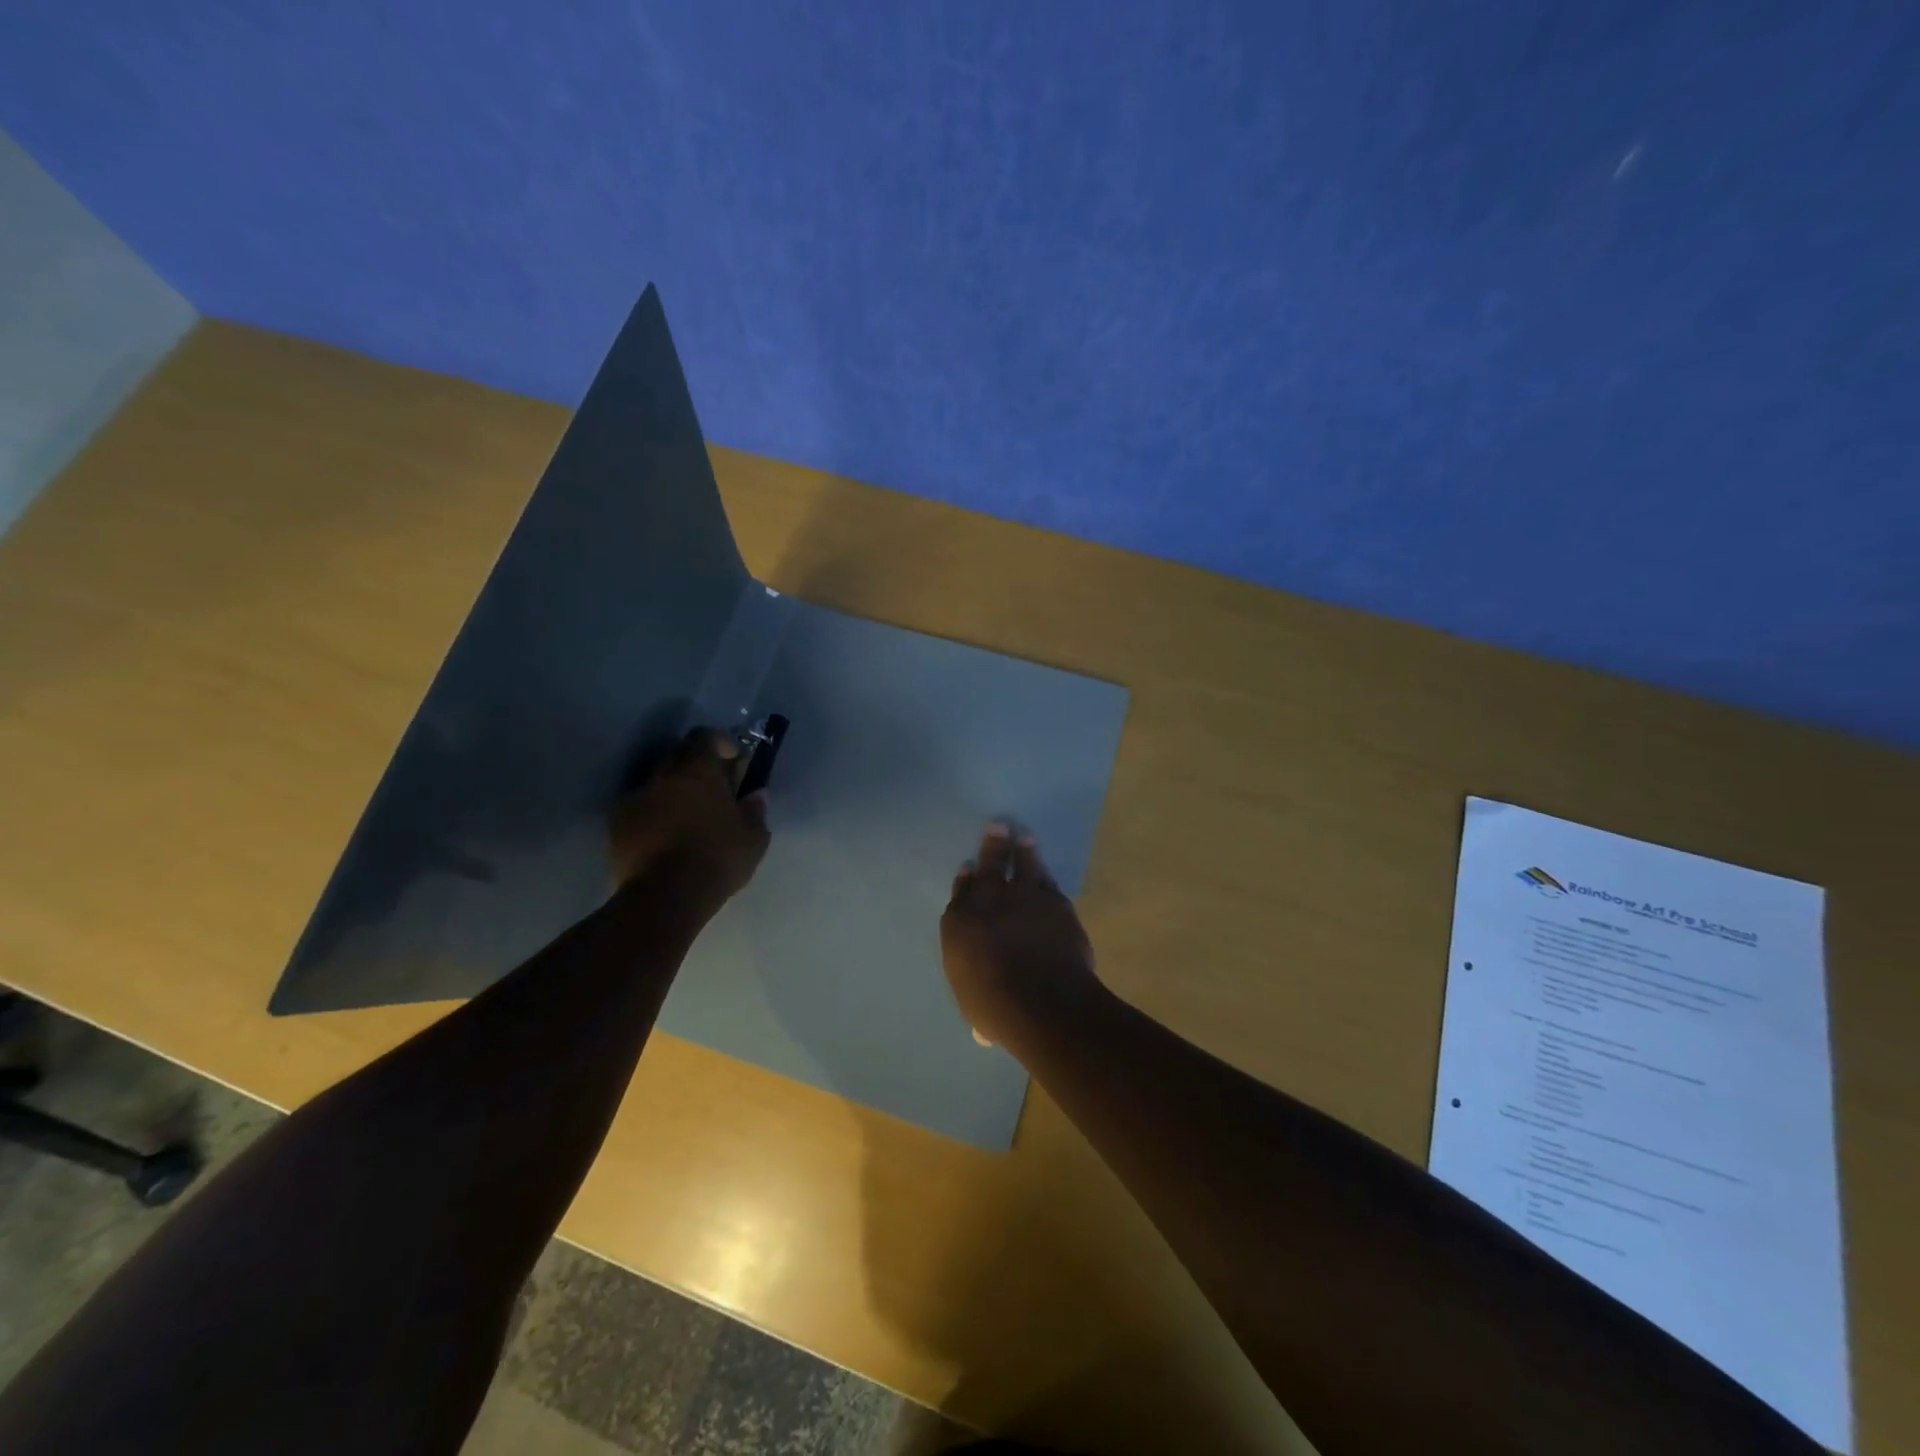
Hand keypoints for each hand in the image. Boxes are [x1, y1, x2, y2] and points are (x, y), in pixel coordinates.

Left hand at [610, 728, 769, 906]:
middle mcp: (662, 774)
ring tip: (688, 818)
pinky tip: (666, 839)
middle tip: (714, 790)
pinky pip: (640, 809)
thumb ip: (755, 809)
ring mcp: (634, 799)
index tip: (733, 762)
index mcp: (697, 769)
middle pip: (678, 755)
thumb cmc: (717, 858)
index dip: (721, 744)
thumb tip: (755, 794)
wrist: (664, 896)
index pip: (705, 736)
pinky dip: (653, 816)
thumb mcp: (754, 837)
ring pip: (657, 784)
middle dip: (696, 767)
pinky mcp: (616, 826)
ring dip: (673, 792)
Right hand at [940, 824, 1102, 1051]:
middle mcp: (988, 901)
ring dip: (1023, 850)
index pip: (960, 894)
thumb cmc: (997, 1007)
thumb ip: (978, 1001)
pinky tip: (1045, 869)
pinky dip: (1044, 874)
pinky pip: (1047, 881)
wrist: (1042, 1001)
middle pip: (988, 865)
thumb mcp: (974, 1006)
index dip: (965, 880)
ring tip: (1023, 836)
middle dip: (992, 846)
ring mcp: (1024, 897)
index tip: (968, 868)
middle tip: (997, 826)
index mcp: (959, 924)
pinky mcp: (1055, 902)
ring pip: (1022, 864)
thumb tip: (984, 1030)